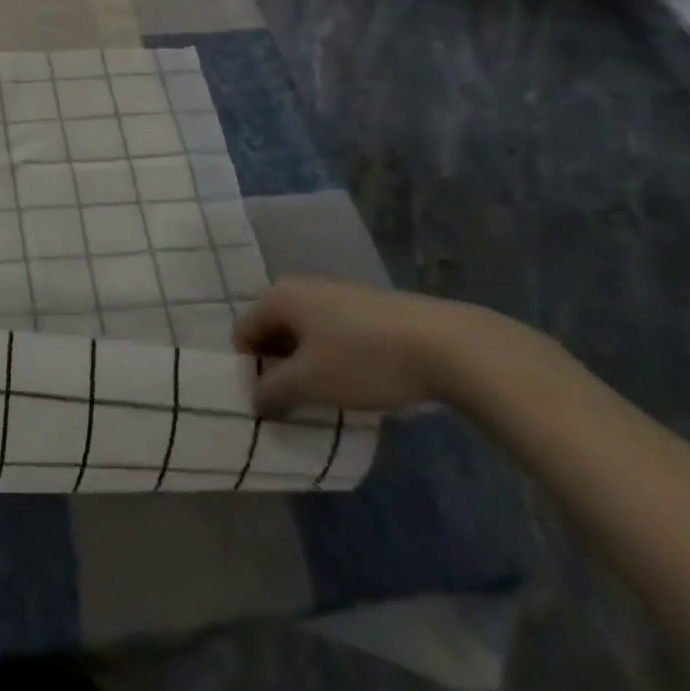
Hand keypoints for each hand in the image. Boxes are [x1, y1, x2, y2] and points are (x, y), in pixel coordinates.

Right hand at [234, 278, 527, 414]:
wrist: (446, 345)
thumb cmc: (363, 360)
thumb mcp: (310, 383)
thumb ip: (273, 391)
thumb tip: (254, 399)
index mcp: (278, 297)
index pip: (243, 333)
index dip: (249, 370)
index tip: (267, 403)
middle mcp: (301, 287)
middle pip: (273, 331)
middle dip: (278, 367)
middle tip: (293, 403)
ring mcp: (337, 294)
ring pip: (305, 333)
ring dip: (307, 365)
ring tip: (326, 398)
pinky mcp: (367, 307)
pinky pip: (333, 333)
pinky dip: (333, 357)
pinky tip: (356, 382)